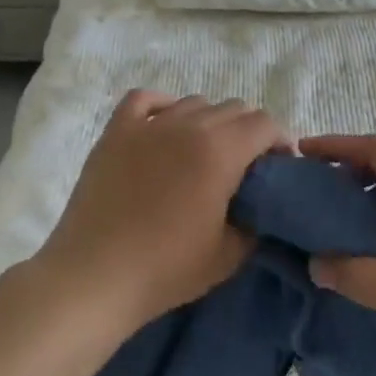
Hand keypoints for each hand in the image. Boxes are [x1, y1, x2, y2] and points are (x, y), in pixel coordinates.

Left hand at [36, 90, 290, 329]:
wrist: (95, 276)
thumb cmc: (166, 269)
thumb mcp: (229, 255)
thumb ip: (255, 221)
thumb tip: (259, 205)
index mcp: (220, 151)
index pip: (264, 124)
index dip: (280, 141)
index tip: (280, 166)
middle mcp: (187, 126)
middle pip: (233, 108)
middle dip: (249, 132)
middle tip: (246, 166)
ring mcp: (148, 125)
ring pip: (194, 102)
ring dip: (210, 121)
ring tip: (205, 151)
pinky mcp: (116, 132)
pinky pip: (145, 99)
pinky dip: (163, 105)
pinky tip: (166, 126)